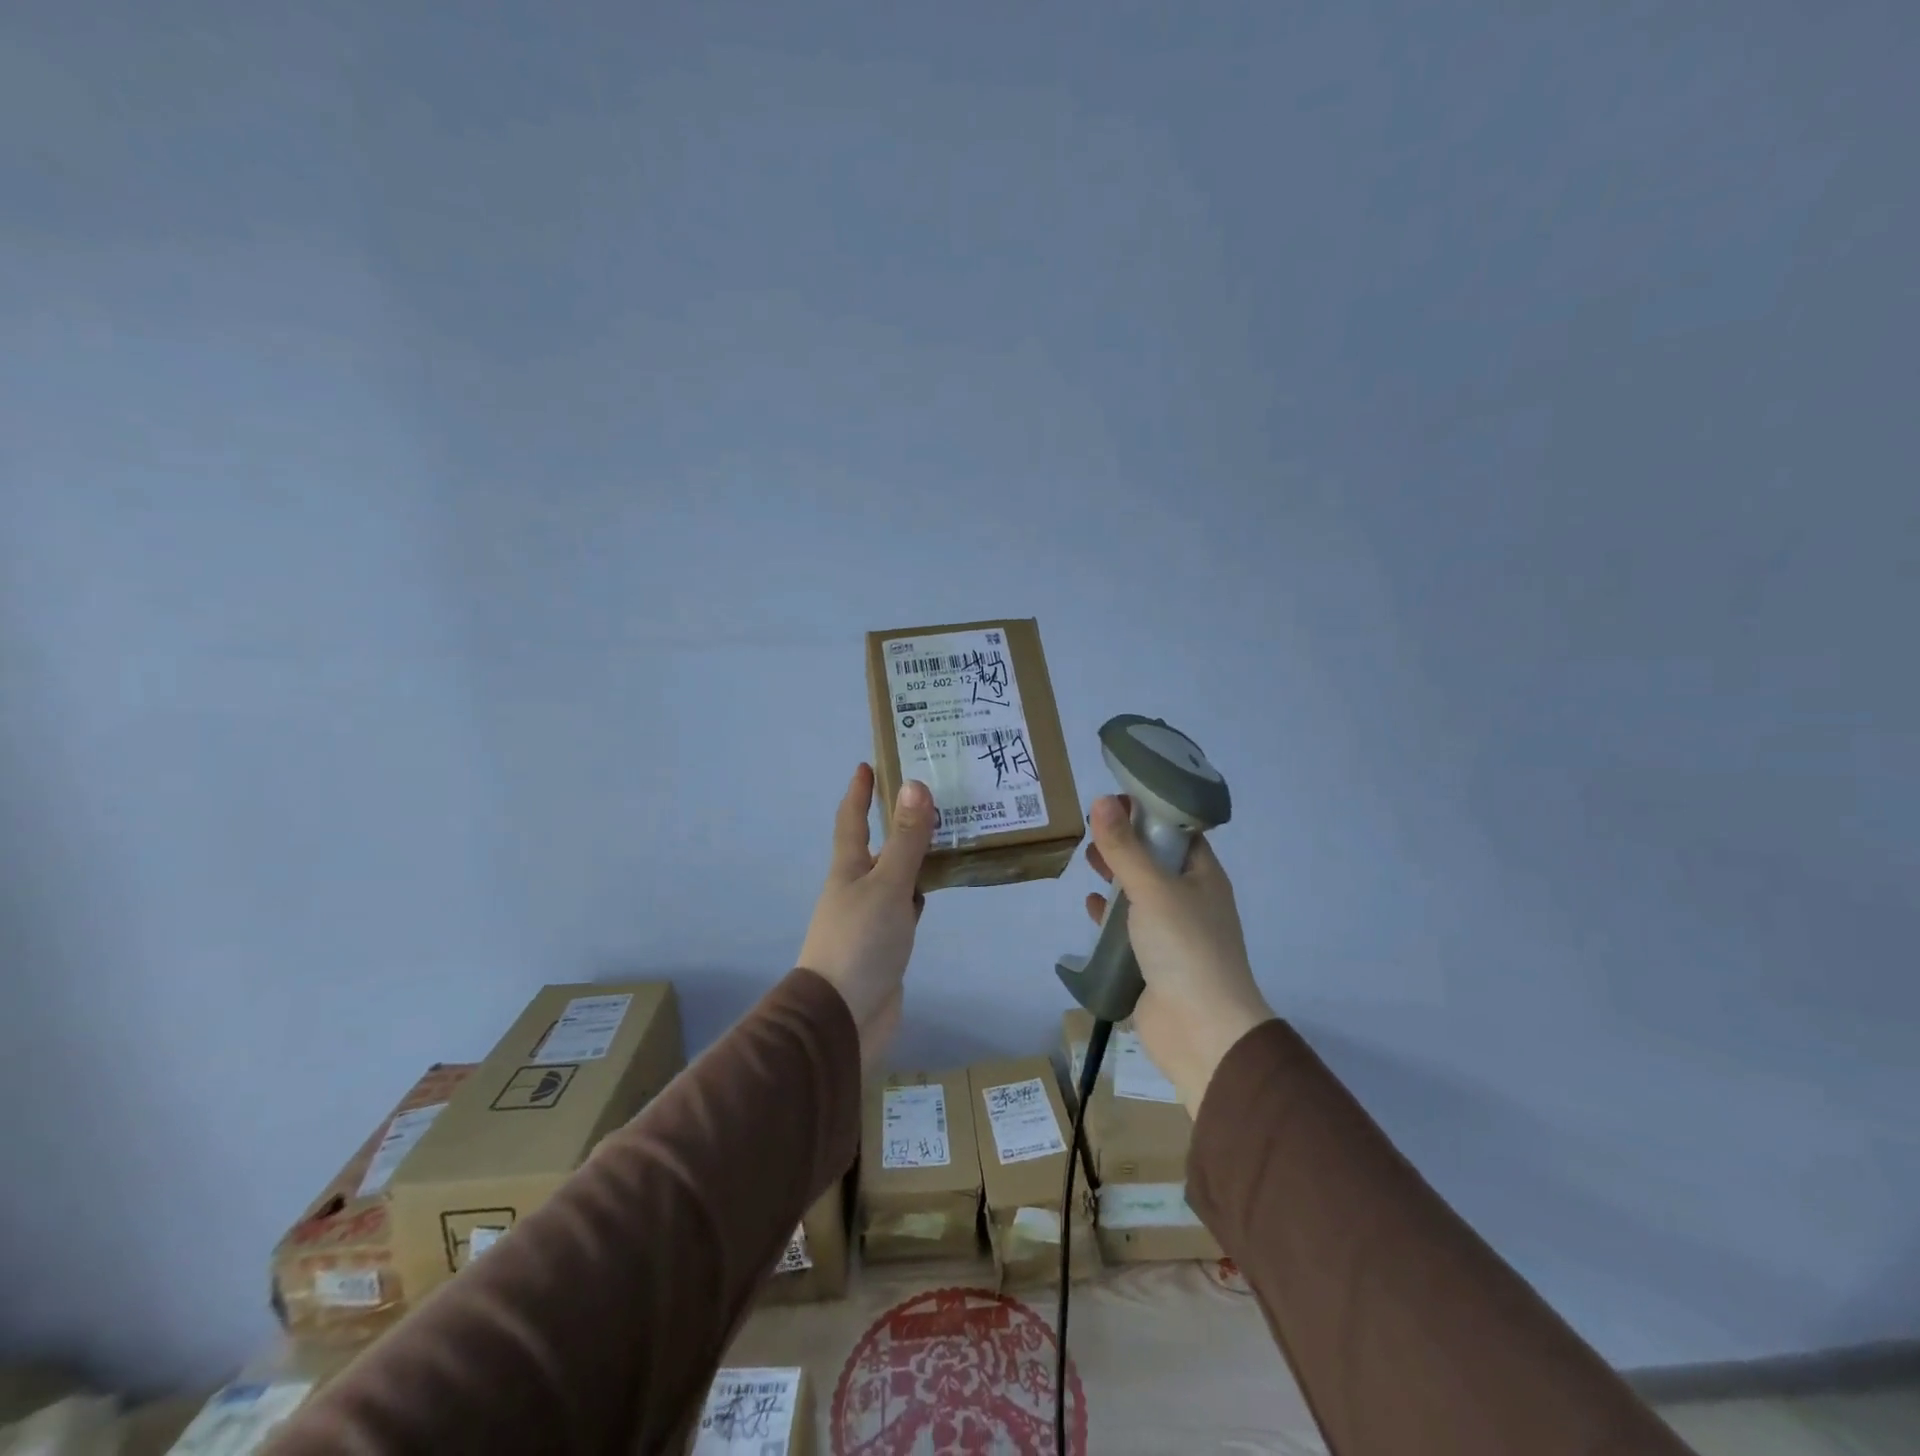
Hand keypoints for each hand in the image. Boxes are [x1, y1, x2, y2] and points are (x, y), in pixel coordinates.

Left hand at [799, 764, 935, 1067]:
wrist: (842, 1018)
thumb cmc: (860, 942)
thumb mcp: (887, 885)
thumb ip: (905, 840)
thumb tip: (914, 783)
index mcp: (848, 869)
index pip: (851, 820)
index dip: (859, 792)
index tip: (867, 764)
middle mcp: (857, 888)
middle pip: (877, 845)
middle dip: (896, 821)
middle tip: (929, 795)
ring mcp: (871, 918)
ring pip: (895, 876)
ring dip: (914, 856)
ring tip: (947, 835)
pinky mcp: (887, 945)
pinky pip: (906, 907)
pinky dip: (920, 892)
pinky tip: (937, 888)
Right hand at [1082, 794, 1273, 1113]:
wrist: (1202, 1030)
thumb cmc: (1185, 947)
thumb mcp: (1152, 888)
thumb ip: (1124, 847)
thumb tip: (1101, 800)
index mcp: (1203, 876)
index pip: (1178, 831)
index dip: (1148, 811)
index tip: (1113, 799)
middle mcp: (1191, 900)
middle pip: (1156, 860)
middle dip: (1126, 842)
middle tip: (1092, 826)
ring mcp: (1173, 932)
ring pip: (1140, 893)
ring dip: (1116, 876)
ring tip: (1087, 858)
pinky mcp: (1153, 961)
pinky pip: (1128, 928)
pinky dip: (1110, 914)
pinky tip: (1090, 906)